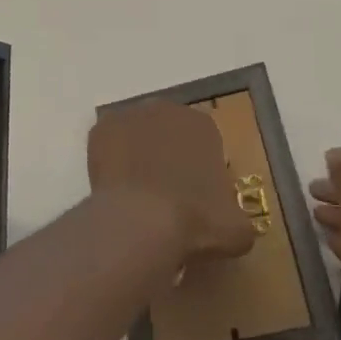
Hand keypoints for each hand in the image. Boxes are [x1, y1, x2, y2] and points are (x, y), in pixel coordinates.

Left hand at [87, 100, 257, 264]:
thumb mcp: (235, 230)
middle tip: (166, 194)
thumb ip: (239, 220)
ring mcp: (130, 115)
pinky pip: (109, 144)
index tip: (196, 196)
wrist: (142, 221)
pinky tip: (116, 190)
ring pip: (138, 135)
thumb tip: (236, 226)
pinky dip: (112, 161)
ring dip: (139, 155)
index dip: (200, 169)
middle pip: (169, 132)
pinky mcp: (102, 129)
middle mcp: (167, 110)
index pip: (205, 141)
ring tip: (138, 195)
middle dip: (169, 156)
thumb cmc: (195, 221)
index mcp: (202, 125)